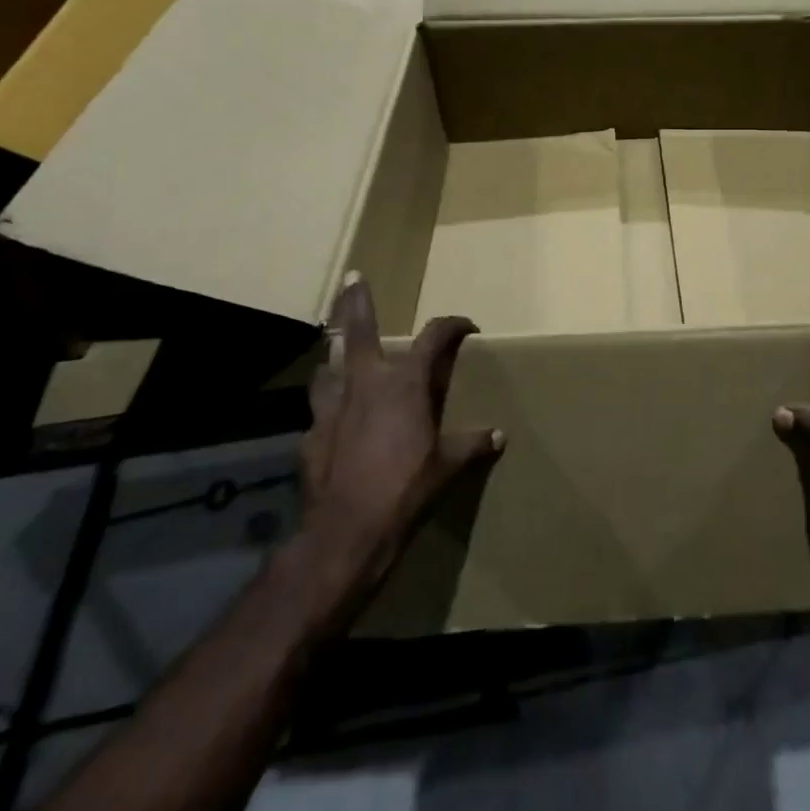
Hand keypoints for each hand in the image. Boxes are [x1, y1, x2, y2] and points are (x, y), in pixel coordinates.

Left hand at [297, 274, 503, 588]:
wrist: (346, 532)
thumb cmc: (405, 489)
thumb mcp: (447, 467)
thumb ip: (472, 445)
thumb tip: (499, 437)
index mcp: (406, 383)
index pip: (434, 337)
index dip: (453, 326)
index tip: (467, 326)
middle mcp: (367, 383)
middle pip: (359, 330)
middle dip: (356, 302)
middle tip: (352, 278)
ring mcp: (332, 408)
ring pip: (328, 366)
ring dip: (332, 355)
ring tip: (333, 349)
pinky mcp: (310, 436)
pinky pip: (318, 412)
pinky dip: (327, 409)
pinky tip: (329, 421)